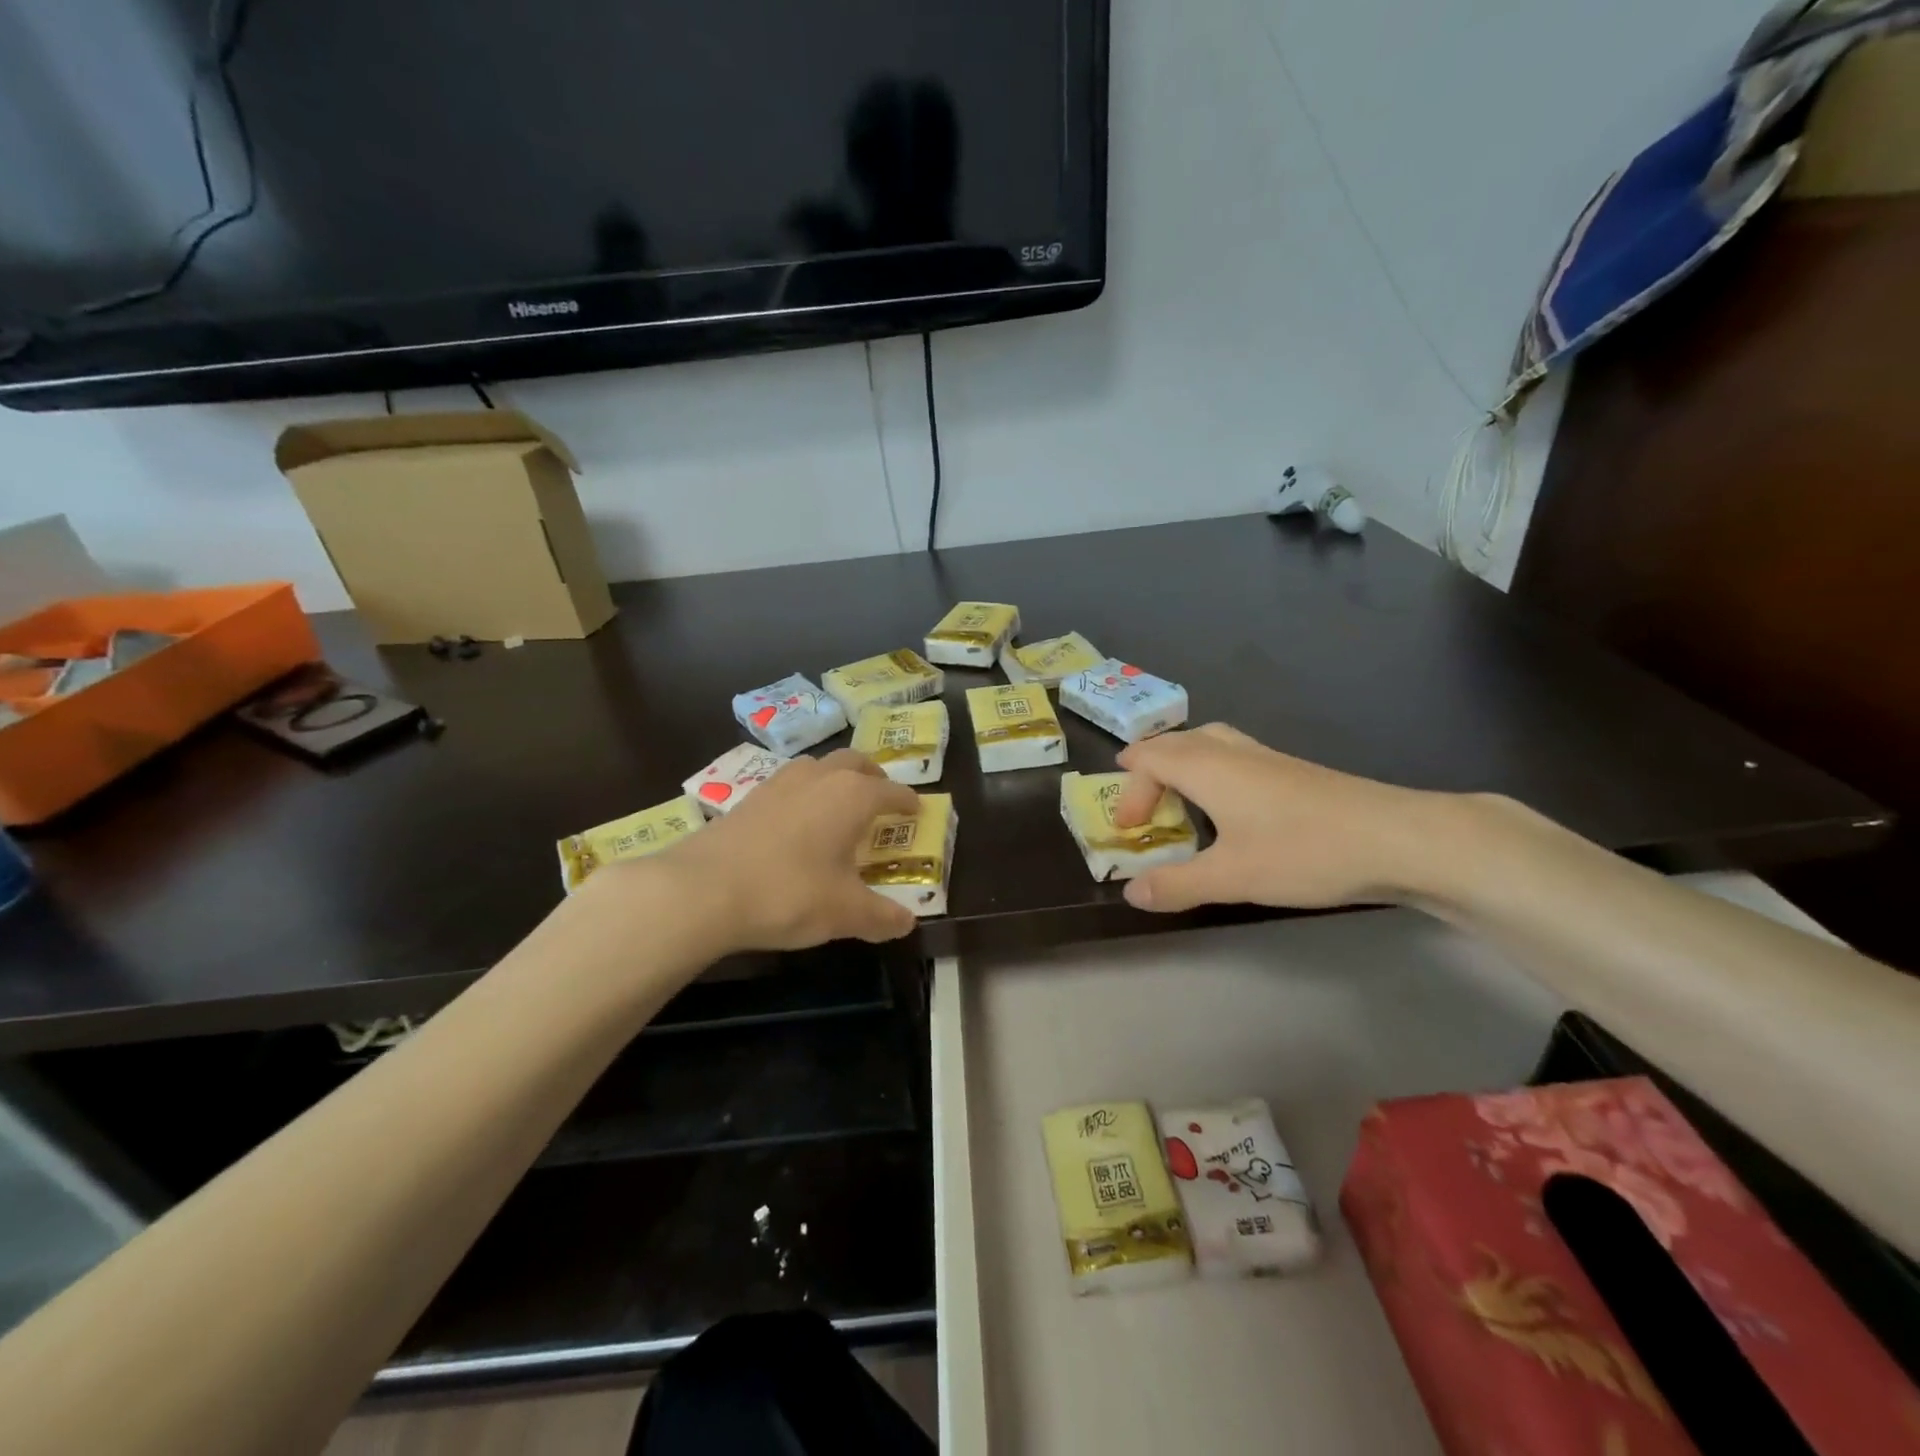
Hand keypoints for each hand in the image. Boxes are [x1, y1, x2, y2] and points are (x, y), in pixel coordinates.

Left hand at [645, 749, 921, 950]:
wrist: (703, 889)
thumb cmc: (789, 893)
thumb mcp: (844, 913)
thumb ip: (881, 916)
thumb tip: (907, 923)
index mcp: (853, 796)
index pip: (891, 791)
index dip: (907, 801)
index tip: (916, 810)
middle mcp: (820, 777)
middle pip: (854, 762)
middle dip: (872, 776)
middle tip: (880, 796)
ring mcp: (779, 782)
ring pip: (817, 766)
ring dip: (835, 778)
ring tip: (837, 806)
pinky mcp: (748, 797)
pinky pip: (789, 783)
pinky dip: (804, 793)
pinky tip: (796, 822)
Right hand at [1111, 723, 1448, 912]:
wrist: (1398, 838)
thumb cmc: (1304, 851)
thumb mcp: (1231, 876)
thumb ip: (1177, 884)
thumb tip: (1131, 892)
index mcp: (1208, 768)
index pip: (1150, 758)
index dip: (1129, 788)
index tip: (1126, 828)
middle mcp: (1233, 753)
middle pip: (1177, 742)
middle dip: (1150, 769)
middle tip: (1142, 807)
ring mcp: (1268, 758)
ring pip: (1209, 744)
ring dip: (1183, 766)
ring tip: (1180, 800)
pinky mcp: (1294, 772)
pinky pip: (1235, 757)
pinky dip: (1213, 773)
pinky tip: (1232, 810)